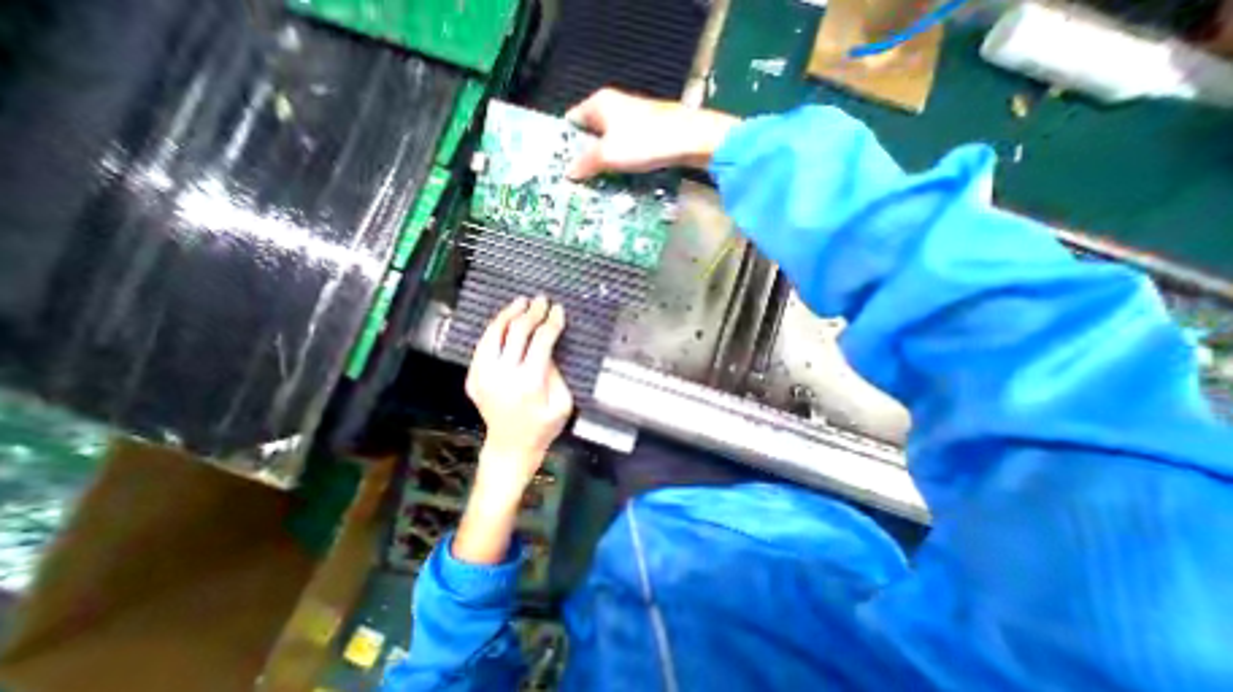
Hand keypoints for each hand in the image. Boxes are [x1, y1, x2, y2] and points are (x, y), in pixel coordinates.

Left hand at [454, 293, 574, 564]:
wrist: (509, 447)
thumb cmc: (542, 428)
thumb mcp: (563, 403)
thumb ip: (556, 373)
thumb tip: (547, 348)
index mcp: (530, 381)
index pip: (542, 340)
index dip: (552, 322)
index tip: (559, 310)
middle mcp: (503, 374)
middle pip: (518, 331)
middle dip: (533, 312)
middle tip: (542, 300)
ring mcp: (483, 375)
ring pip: (494, 333)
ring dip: (509, 313)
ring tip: (521, 302)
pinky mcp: (473, 377)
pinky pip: (483, 345)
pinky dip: (494, 329)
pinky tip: (505, 320)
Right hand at [563, 86, 734, 180]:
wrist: (690, 139)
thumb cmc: (644, 142)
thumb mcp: (609, 155)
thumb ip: (586, 163)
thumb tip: (568, 173)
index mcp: (600, 103)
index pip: (573, 120)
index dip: (566, 142)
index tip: (561, 165)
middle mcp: (615, 106)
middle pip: (591, 133)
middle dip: (585, 156)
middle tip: (578, 181)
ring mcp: (633, 120)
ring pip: (610, 144)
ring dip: (603, 164)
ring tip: (595, 186)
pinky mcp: (647, 133)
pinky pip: (625, 150)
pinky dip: (620, 164)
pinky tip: (618, 180)